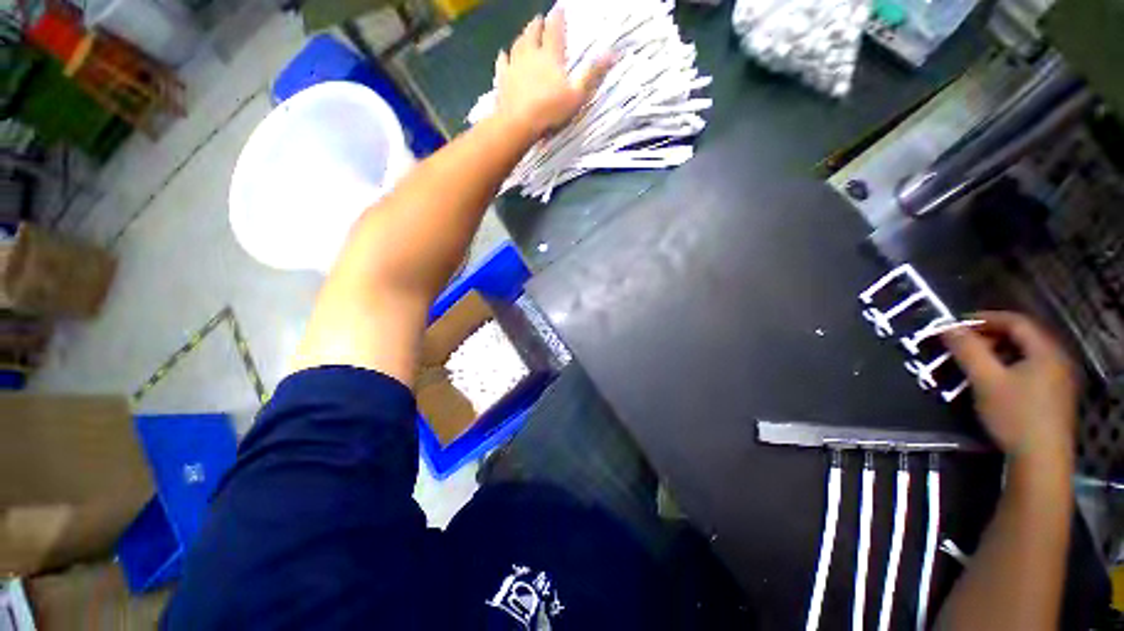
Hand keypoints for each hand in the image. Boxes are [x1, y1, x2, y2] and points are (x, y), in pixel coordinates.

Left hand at [493, 10, 613, 138]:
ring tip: (525, 33)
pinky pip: (502, 63)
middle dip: (538, 25)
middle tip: (540, 19)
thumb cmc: (550, 110)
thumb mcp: (577, 95)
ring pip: (518, 44)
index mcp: (550, 56)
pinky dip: (503, 57)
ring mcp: (514, 66)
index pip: (555, 31)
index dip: (558, 19)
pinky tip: (503, 54)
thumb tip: (612, 52)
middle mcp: (531, 55)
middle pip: (533, 33)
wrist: (518, 124)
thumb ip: (592, 74)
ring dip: (522, 36)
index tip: (559, 9)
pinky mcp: (502, 80)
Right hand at [943, 311, 1077, 465]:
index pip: (1015, 321)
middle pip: (1023, 336)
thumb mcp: (985, 380)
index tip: (957, 324)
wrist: (1040, 460)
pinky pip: (1032, 369)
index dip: (985, 318)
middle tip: (964, 344)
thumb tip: (947, 327)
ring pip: (1027, 354)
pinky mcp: (1056, 395)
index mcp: (1045, 351)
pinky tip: (997, 380)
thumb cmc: (1014, 415)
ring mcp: (1060, 378)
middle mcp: (1058, 359)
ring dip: (1000, 352)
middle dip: (991, 336)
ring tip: (976, 362)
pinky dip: (1011, 366)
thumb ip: (968, 350)